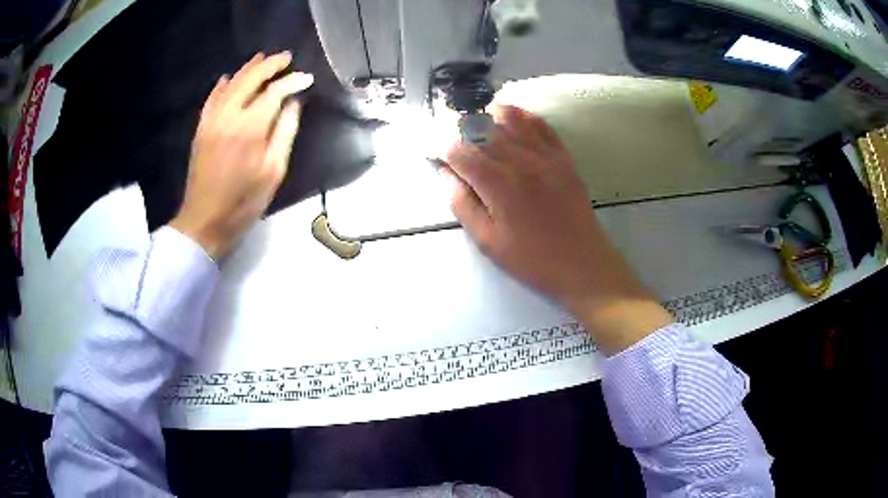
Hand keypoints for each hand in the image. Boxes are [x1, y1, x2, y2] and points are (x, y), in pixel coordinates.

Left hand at [170, 52, 313, 258]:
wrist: (204, 220)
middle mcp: (229, 116)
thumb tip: (293, 104)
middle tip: (286, 58)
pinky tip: (227, 78)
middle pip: (251, 78)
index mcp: (251, 128)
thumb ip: (285, 133)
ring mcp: (212, 120)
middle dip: (270, 64)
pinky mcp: (201, 129)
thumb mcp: (273, 172)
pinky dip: (221, 85)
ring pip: (230, 83)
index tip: (307, 78)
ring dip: (248, 68)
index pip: (275, 92)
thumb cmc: (243, 202)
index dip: (292, 81)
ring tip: (262, 58)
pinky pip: (211, 98)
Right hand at [440, 105, 671, 353]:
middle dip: (461, 129)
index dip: (441, 148)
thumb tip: (446, 175)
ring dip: (490, 116)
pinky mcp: (564, 158)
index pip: (460, 151)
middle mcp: (522, 161)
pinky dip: (523, 117)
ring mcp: (546, 156)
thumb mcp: (488, 242)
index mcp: (499, 184)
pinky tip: (512, 118)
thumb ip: (463, 205)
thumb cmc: (532, 260)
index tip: (433, 153)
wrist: (583, 265)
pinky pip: (542, 126)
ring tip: (477, 123)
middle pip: (484, 129)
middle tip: (452, 139)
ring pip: (513, 119)